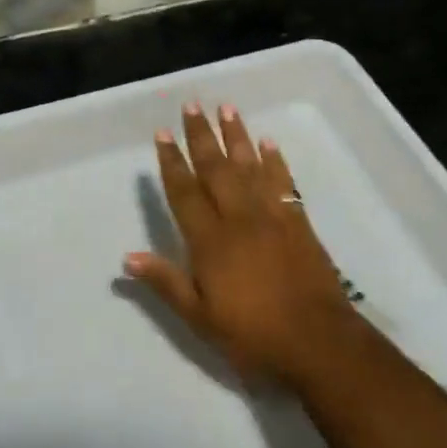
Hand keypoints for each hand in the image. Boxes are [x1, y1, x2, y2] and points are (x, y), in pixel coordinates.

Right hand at [125, 102, 361, 386]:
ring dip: (236, 136)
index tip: (162, 133)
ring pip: (249, 166)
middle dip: (201, 135)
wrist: (318, 343)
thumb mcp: (201, 319)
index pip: (185, 192)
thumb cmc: (253, 336)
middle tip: (192, 104)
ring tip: (227, 108)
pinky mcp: (297, 222)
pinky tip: (268, 142)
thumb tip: (128, 257)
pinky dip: (275, 160)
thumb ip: (167, 283)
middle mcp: (238, 218)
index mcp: (210, 241)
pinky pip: (283, 182)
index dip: (172, 162)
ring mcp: (271, 216)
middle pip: (215, 168)